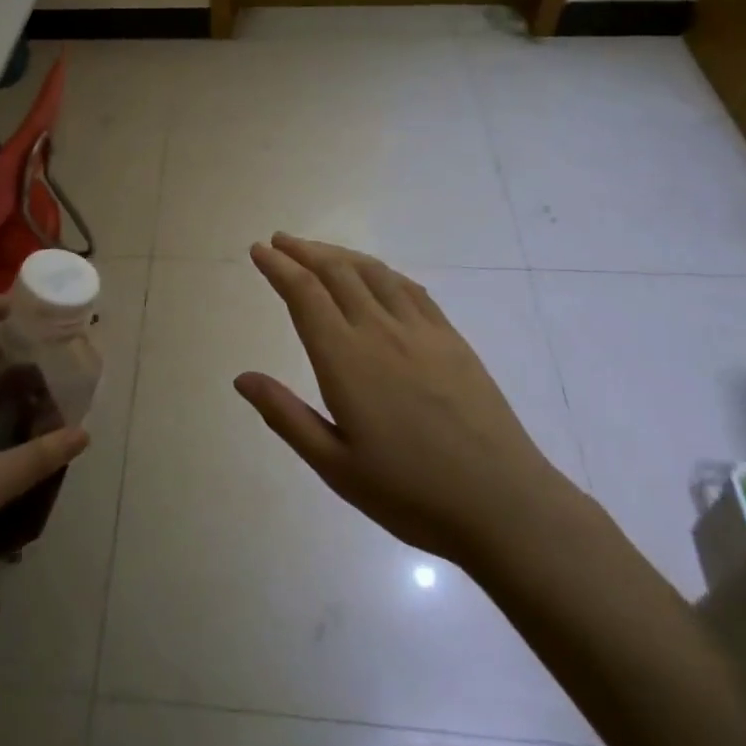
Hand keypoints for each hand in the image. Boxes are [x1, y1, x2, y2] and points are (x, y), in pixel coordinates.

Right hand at [236, 234, 581, 573]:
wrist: (503, 505)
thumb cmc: (410, 493)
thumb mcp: (335, 466)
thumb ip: (286, 416)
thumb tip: (241, 378)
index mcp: (345, 360)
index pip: (304, 294)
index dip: (278, 267)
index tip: (259, 251)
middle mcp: (380, 331)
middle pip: (336, 272)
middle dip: (303, 251)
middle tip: (279, 241)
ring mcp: (420, 330)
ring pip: (373, 272)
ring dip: (340, 254)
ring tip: (318, 250)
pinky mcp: (451, 339)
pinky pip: (410, 289)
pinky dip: (381, 271)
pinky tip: (375, 275)